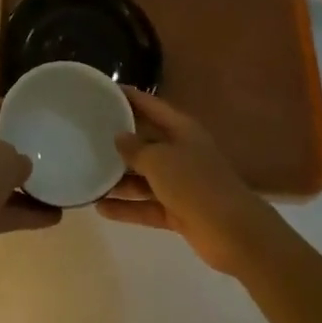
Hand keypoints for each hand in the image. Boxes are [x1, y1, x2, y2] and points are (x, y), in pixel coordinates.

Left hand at [0, 102, 60, 266]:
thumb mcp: (7, 158)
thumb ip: (20, 159)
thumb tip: (23, 166)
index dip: (8, 106)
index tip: (30, 107)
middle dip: (22, 151)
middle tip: (50, 150)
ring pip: (6, 184)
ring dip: (30, 188)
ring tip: (59, 188)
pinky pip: (9, 211)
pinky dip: (29, 214)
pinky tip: (54, 217)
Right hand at [99, 89, 278, 273]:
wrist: (234, 233)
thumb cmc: (195, 184)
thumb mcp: (160, 160)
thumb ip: (136, 148)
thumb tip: (119, 137)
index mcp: (181, 130)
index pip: (151, 106)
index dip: (130, 96)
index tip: (104, 90)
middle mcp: (181, 152)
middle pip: (146, 142)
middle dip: (119, 141)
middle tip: (87, 136)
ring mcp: (181, 184)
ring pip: (144, 177)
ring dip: (119, 179)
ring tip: (88, 176)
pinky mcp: (179, 211)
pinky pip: (147, 205)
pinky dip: (127, 207)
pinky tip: (101, 208)